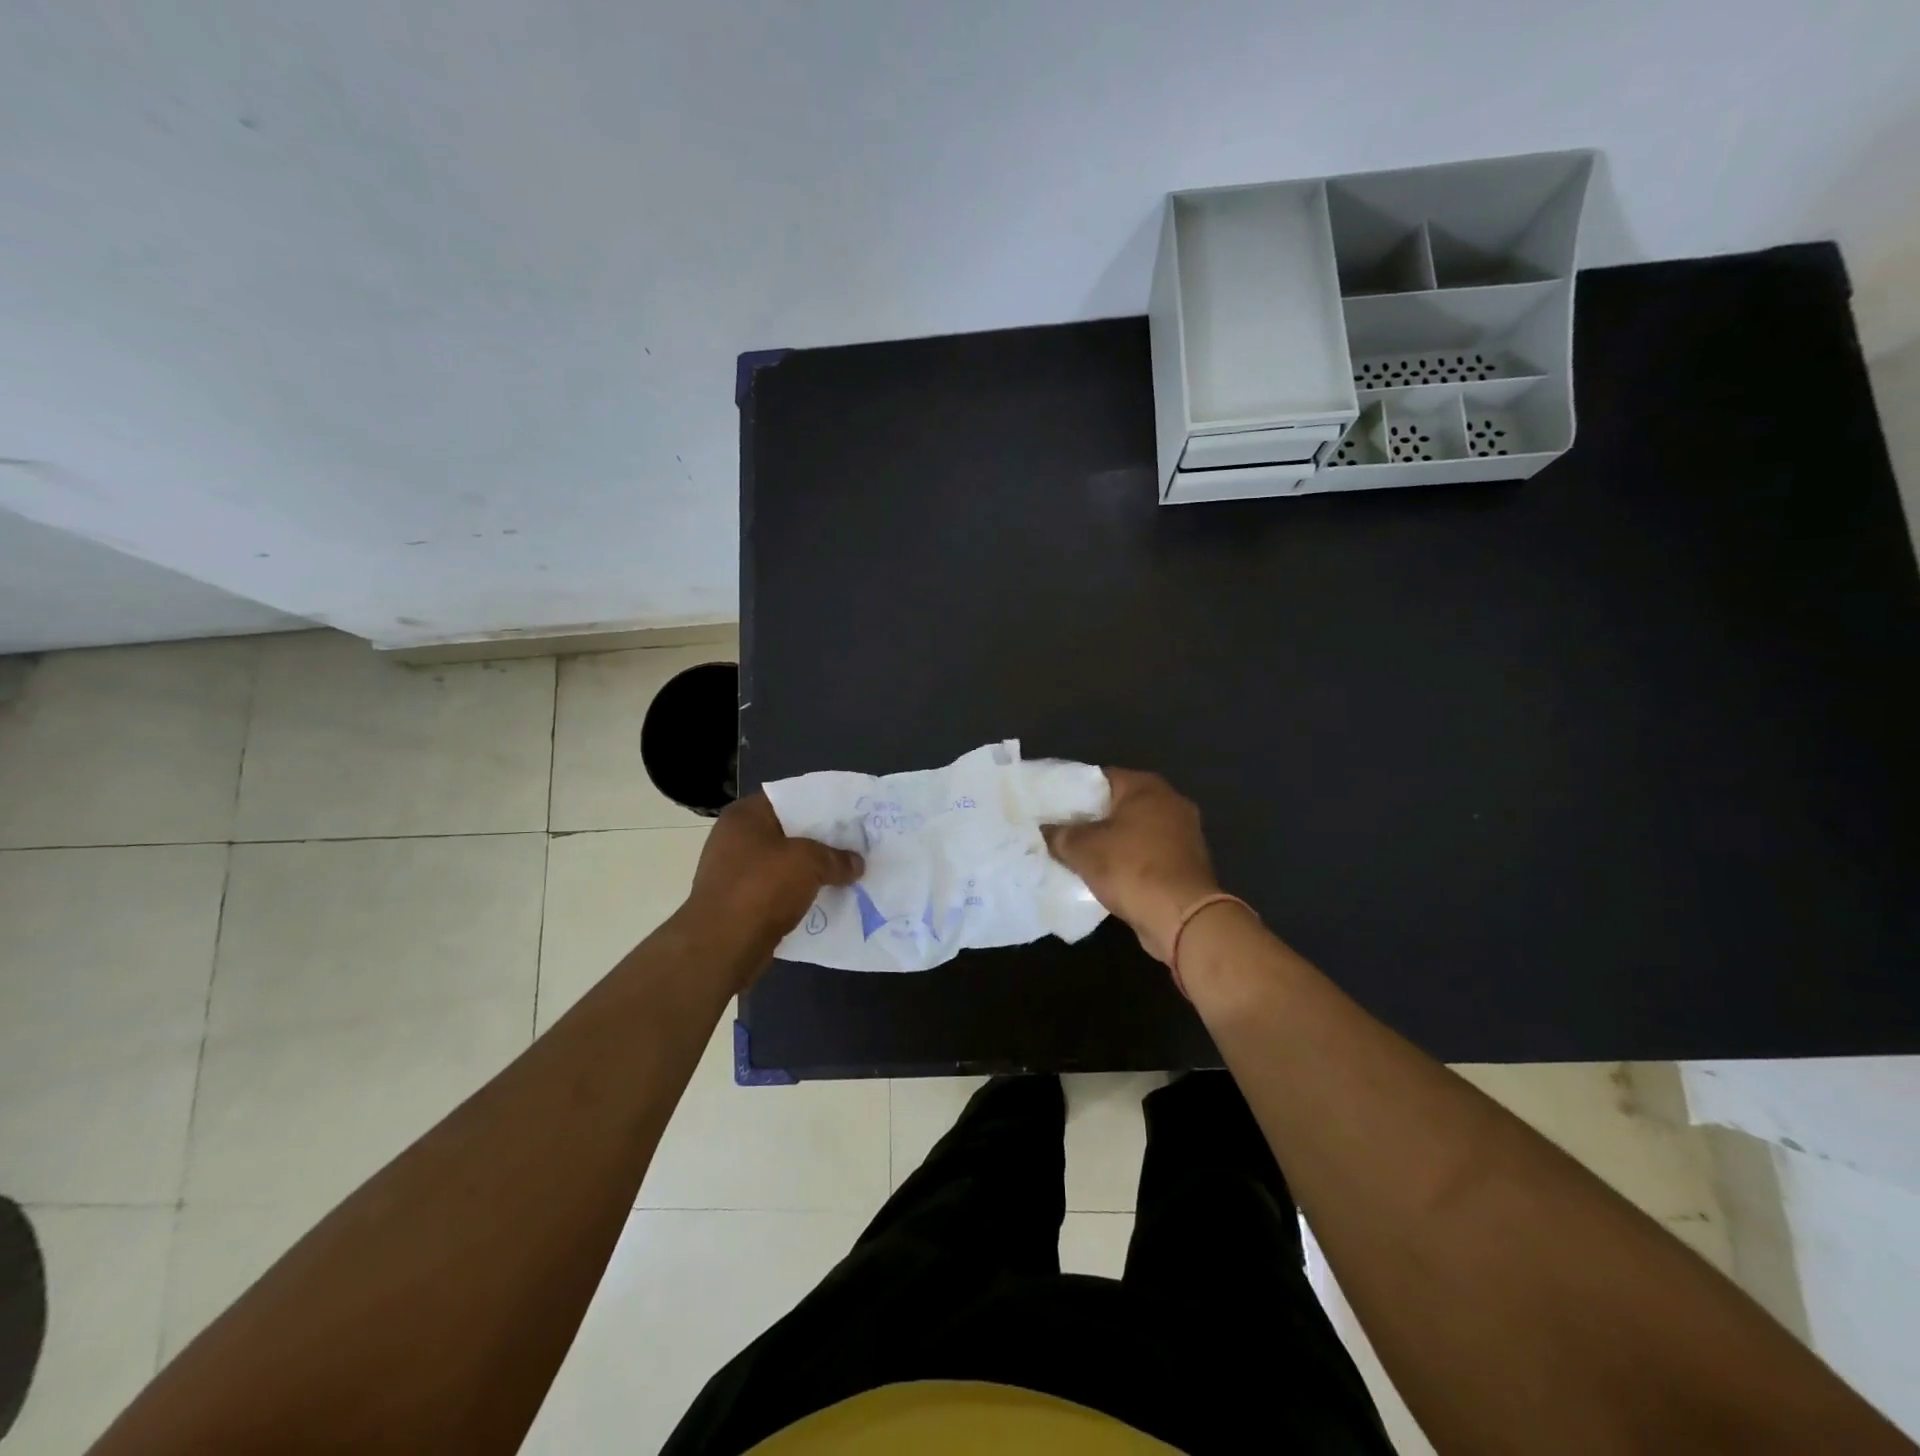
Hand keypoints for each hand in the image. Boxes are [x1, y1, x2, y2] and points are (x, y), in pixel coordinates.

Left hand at [684, 794, 863, 954]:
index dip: (821, 805)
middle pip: (787, 832)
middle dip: (819, 841)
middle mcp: (734, 838)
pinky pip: (776, 890)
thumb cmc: (762, 887)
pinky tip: (824, 898)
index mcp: (745, 816)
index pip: (790, 798)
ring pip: (783, 863)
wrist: (722, 946)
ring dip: (810, 870)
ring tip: (845, 872)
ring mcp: (733, 872)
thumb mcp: (809, 862)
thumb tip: (856, 864)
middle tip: (853, 844)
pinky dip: (797, 893)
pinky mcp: (738, 902)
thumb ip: (836, 858)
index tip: (849, 815)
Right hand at [1043, 768, 1220, 962]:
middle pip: (1119, 804)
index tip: (1052, 807)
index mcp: (1147, 787)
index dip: (1073, 792)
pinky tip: (1107, 875)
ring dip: (1111, 842)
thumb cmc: (1131, 869)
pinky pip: (1148, 854)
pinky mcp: (1187, 863)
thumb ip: (1059, 834)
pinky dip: (1129, 861)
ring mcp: (1183, 833)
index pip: (1100, 778)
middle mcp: (1170, 802)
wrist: (1181, 918)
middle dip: (1091, 818)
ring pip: (1135, 831)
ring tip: (1079, 855)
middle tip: (1061, 831)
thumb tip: (1045, 830)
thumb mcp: (1082, 849)